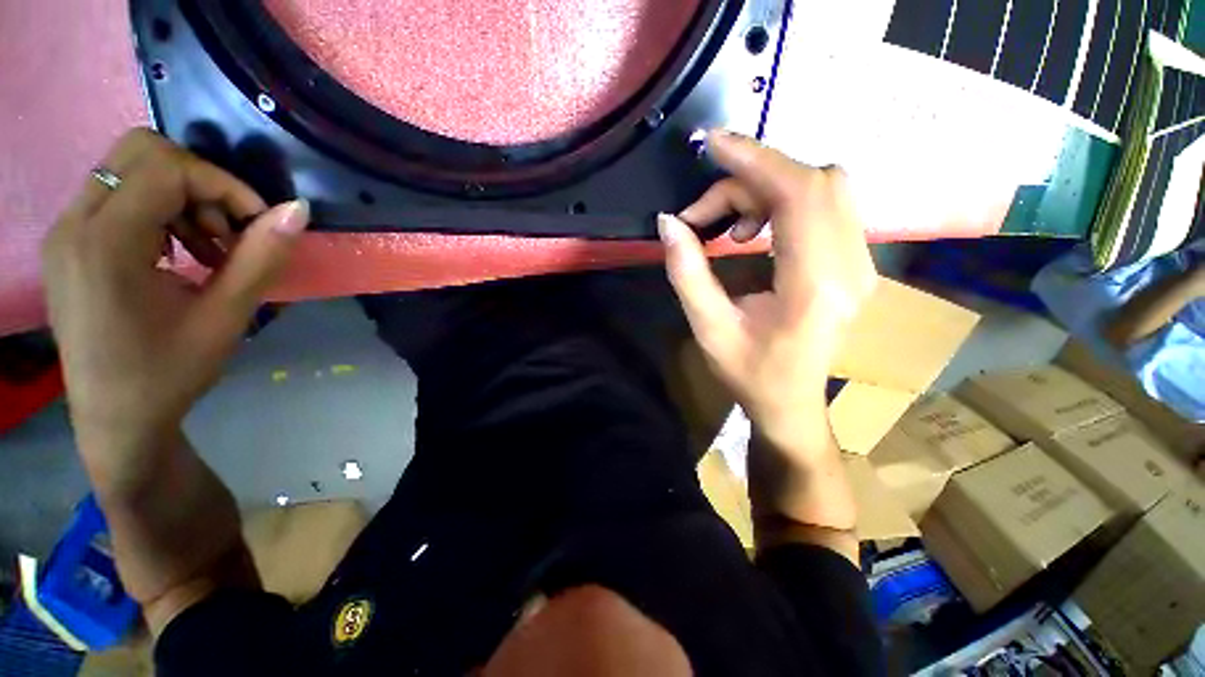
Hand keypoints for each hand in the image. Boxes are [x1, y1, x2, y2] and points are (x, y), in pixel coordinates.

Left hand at [42, 129, 308, 466]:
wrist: (115, 419)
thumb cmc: (169, 374)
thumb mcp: (226, 318)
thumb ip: (262, 258)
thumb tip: (299, 211)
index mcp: (106, 244)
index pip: (168, 168)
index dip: (224, 186)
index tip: (258, 225)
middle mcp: (74, 223)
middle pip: (141, 151)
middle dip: (198, 181)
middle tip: (225, 231)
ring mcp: (65, 231)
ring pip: (127, 169)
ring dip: (178, 195)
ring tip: (205, 248)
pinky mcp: (67, 243)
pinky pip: (114, 195)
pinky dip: (156, 209)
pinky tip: (176, 254)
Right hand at [659, 131, 876, 458]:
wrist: (791, 403)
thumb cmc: (749, 374)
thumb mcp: (707, 327)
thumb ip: (687, 271)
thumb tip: (668, 223)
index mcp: (815, 285)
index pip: (798, 194)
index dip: (754, 160)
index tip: (712, 143)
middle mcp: (851, 266)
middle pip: (813, 181)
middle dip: (751, 180)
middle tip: (705, 213)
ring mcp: (860, 262)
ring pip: (824, 187)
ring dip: (767, 191)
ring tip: (729, 226)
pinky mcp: (854, 262)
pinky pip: (826, 205)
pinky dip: (783, 202)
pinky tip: (753, 232)